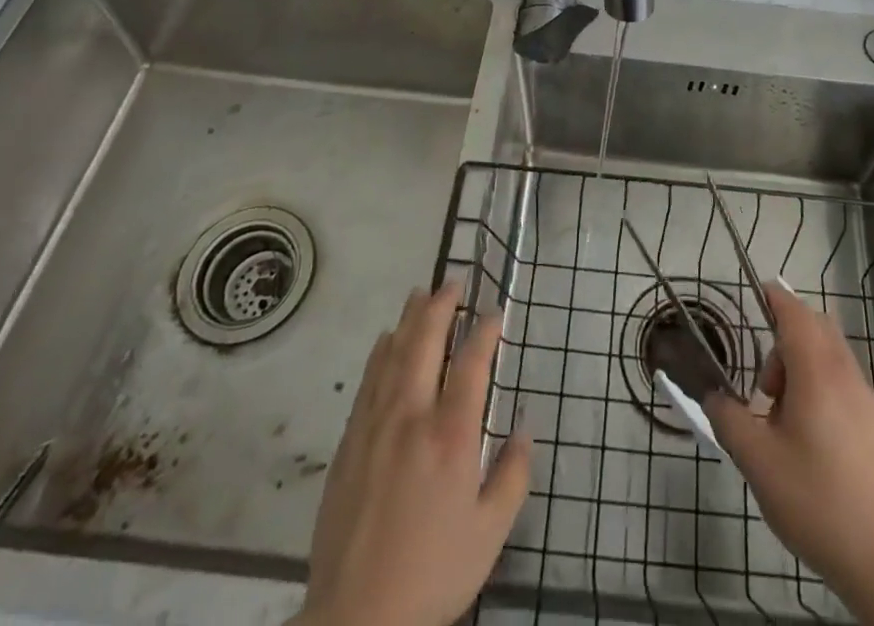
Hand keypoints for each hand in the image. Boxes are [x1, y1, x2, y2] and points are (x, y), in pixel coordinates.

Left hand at [296, 281, 531, 625]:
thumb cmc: (431, 574)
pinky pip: (368, 380)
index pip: (472, 363)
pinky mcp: (350, 442)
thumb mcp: (490, 535)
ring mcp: (376, 425)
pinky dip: (381, 351)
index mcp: (451, 435)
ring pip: (393, 354)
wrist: (355, 619)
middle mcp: (412, 416)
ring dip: (409, 319)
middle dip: (441, 306)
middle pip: (425, 342)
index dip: (485, 330)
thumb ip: (512, 477)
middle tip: (453, 282)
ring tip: (420, 294)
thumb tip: (524, 430)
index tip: (495, 312)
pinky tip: (386, 341)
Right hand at [704, 282, 873, 625]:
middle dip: (786, 341)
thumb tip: (713, 396)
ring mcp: (871, 403)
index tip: (758, 293)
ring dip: (805, 370)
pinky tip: (814, 444)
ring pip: (833, 360)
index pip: (796, 314)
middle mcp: (848, 377)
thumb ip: (728, 420)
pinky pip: (847, 388)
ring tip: (785, 422)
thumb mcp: (758, 463)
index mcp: (818, 374)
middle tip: (765, 386)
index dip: (776, 298)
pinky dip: (824, 392)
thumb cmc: (817, 503)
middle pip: (818, 330)